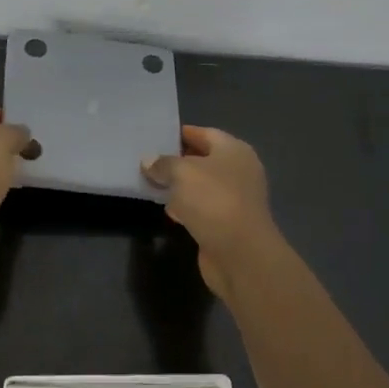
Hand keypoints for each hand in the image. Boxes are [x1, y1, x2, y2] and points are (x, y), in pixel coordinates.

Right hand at [142, 126, 277, 300]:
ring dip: (180, 185)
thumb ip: (163, 163)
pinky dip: (186, 207)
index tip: (156, 136)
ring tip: (152, 182)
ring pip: (201, 186)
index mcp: (234, 151)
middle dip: (177, 160)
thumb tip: (149, 161)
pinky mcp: (227, 223)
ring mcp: (235, 199)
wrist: (240, 254)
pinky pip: (202, 208)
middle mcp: (239, 171)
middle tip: (148, 160)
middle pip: (204, 159)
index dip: (181, 133)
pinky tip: (168, 210)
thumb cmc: (213, 200)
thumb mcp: (182, 173)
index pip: (205, 133)